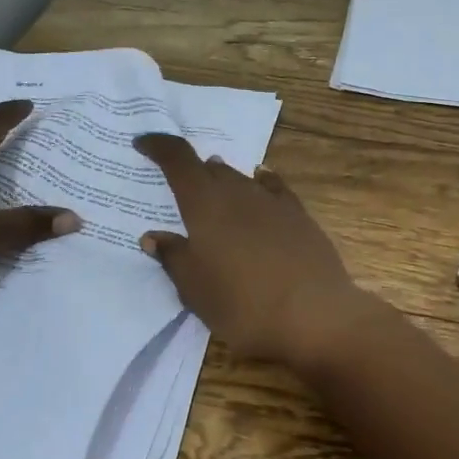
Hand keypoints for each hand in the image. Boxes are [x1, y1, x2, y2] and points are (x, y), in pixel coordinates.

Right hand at [133, 133, 375, 364]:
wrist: (315, 315)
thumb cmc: (242, 304)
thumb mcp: (195, 290)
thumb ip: (173, 258)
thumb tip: (152, 236)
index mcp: (205, 205)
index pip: (178, 159)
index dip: (159, 146)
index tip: (143, 142)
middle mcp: (238, 192)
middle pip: (210, 169)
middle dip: (191, 171)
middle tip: (179, 184)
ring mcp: (273, 202)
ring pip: (240, 178)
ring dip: (223, 180)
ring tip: (213, 190)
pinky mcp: (300, 216)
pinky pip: (274, 188)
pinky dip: (260, 182)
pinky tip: (261, 182)